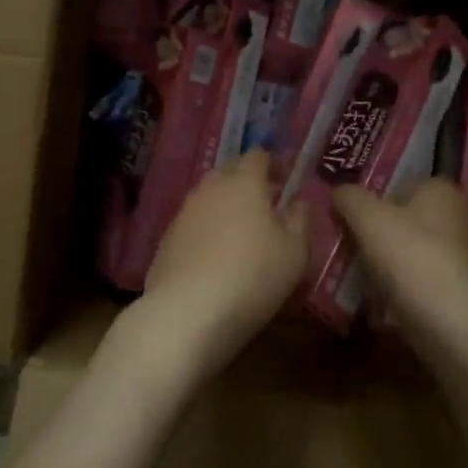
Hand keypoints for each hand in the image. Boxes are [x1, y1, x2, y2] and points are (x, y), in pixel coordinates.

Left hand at [134, 151, 309, 378]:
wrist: (187, 312)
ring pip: (209, 196)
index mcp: (244, 182)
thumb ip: (300, 220)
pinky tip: (215, 256)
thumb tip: (297, 202)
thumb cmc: (252, 276)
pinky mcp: (167, 238)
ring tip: (241, 232)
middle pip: (230, 170)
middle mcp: (210, 188)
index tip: (285, 181)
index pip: (257, 155)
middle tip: (266, 204)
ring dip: (226, 205)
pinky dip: (207, 229)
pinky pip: (193, 222)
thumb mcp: (295, 252)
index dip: (273, 164)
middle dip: (248, 180)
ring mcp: (184, 212)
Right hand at [332, 179, 467, 329]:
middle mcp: (461, 218)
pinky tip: (379, 298)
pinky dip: (402, 286)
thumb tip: (339, 191)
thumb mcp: (367, 217)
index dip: (378, 195)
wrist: (448, 320)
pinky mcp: (461, 291)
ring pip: (414, 251)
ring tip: (357, 273)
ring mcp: (465, 257)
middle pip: (409, 219)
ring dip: (390, 261)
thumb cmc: (409, 254)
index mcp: (443, 191)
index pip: (406, 183)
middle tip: (350, 241)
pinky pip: (422, 280)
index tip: (353, 212)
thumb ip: (350, 197)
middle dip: (382, 230)